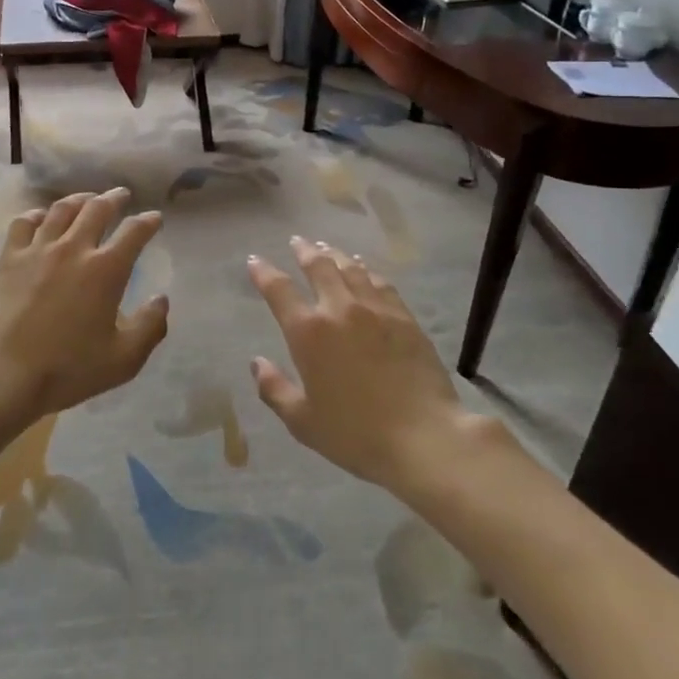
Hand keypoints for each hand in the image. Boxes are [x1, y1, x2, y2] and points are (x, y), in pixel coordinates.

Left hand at [0, 188, 169, 419]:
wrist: (4, 371)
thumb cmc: (68, 368)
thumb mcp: (124, 359)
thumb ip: (150, 327)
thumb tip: (161, 299)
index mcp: (107, 269)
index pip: (134, 232)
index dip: (148, 221)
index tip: (155, 218)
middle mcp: (75, 248)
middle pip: (98, 208)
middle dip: (114, 198)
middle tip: (122, 195)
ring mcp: (39, 249)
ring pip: (62, 209)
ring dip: (80, 199)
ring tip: (88, 198)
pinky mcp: (10, 257)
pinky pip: (25, 222)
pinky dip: (38, 214)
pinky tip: (43, 217)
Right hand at [247, 238, 483, 491]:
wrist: (424, 437)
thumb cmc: (356, 435)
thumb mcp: (303, 422)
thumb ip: (275, 390)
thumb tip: (257, 363)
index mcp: (308, 333)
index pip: (279, 290)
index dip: (263, 272)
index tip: (254, 260)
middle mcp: (339, 309)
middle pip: (318, 266)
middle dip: (304, 251)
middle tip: (297, 241)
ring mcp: (375, 309)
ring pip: (350, 268)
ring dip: (334, 255)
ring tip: (327, 248)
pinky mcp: (404, 317)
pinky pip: (380, 283)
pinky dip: (366, 271)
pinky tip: (364, 271)